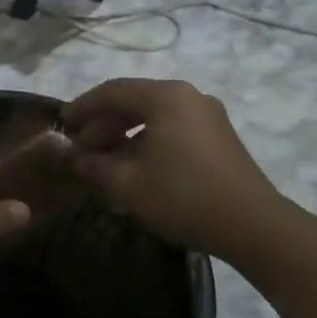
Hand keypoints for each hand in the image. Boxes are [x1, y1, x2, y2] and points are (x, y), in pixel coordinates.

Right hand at [63, 78, 287, 255]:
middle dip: (103, 124)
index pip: (111, 91)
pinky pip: (172, 129)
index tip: (62, 125)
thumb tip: (75, 158)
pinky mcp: (218, 137)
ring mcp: (207, 115)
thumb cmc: (183, 197)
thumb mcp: (127, 184)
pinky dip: (148, 142)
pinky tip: (136, 169)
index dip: (82, 107)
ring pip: (153, 116)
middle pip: (133, 101)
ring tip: (105, 162)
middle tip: (81, 149)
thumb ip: (93, 166)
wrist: (253, 226)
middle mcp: (187, 96)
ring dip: (124, 135)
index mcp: (164, 97)